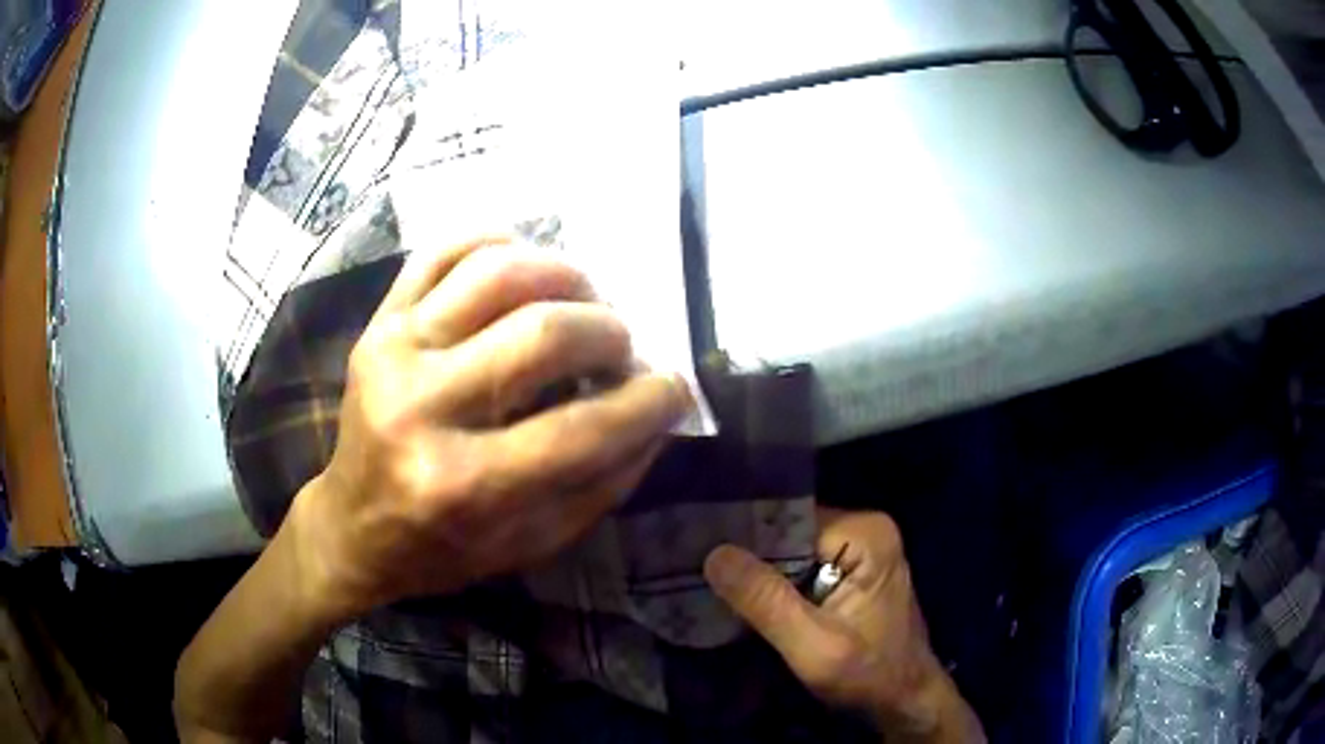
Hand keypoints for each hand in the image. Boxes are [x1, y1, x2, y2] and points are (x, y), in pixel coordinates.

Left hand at [292, 236, 692, 621]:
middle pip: (544, 333)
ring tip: (583, 302)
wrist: (355, 526)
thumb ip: (605, 480)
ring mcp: (392, 350)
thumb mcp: (535, 543)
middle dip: (609, 333)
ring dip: (566, 276)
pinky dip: (500, 243)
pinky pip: (444, 249)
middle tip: (622, 350)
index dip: (649, 403)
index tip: (675, 389)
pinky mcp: (378, 321)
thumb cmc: (446, 548)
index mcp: (462, 484)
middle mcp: (420, 406)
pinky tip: (526, 271)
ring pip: (499, 272)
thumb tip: (659, 413)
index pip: (581, 429)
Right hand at [704, 508, 984, 742]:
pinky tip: (745, 601)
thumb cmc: (869, 675)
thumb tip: (714, 554)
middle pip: (787, 533)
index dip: (743, 541)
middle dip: (747, 559)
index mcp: (866, 533)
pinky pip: (800, 567)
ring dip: (757, 575)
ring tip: (710, 587)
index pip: (786, 522)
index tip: (696, 557)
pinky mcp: (851, 570)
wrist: (904, 699)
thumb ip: (767, 602)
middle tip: (696, 576)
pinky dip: (775, 586)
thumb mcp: (814, 647)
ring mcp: (859, 548)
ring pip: (789, 552)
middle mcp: (865, 528)